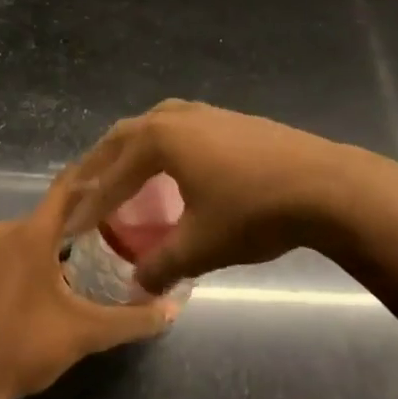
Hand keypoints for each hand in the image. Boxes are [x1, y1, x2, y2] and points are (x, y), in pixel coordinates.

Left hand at [0, 170, 176, 398]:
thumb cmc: (23, 348)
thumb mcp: (84, 334)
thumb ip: (132, 319)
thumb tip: (173, 309)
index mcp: (31, 234)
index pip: (67, 188)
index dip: (93, 175)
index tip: (119, 167)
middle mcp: (4, 231)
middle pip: (51, 214)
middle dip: (83, 217)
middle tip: (118, 223)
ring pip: (30, 234)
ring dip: (57, 240)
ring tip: (93, 251)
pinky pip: (11, 250)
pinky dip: (34, 255)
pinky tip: (53, 279)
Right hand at [66, 100, 366, 294]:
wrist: (325, 185)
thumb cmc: (254, 211)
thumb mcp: (201, 246)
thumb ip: (162, 265)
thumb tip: (137, 286)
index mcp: (161, 139)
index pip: (113, 175)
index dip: (91, 204)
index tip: (71, 226)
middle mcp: (177, 116)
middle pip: (126, 136)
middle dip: (102, 165)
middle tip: (85, 192)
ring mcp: (208, 113)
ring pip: (155, 124)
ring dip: (133, 149)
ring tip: (124, 174)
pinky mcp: (233, 119)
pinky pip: (181, 127)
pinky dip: (163, 145)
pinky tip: (175, 167)